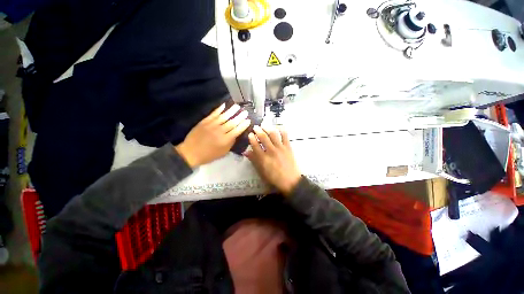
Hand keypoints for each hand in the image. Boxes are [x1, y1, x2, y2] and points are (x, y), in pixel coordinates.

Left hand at [175, 103, 250, 167]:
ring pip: (224, 116)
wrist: (190, 152)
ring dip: (231, 111)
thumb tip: (236, 134)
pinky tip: (224, 105)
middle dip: (240, 117)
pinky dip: (219, 109)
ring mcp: (211, 125)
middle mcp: (220, 131)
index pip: (237, 130)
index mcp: (225, 140)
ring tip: (237, 106)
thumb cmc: (209, 155)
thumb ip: (231, 143)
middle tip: (245, 111)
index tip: (248, 120)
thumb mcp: (223, 152)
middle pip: (232, 122)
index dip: (243, 125)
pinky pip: (213, 114)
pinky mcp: (204, 121)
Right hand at [245, 125, 300, 195]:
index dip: (251, 138)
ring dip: (267, 128)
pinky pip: (285, 135)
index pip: (255, 145)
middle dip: (258, 130)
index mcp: (263, 158)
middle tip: (256, 127)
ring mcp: (280, 148)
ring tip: (264, 126)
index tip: (250, 134)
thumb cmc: (274, 177)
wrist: (291, 181)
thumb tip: (246, 152)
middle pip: (263, 137)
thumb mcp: (261, 171)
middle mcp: (271, 151)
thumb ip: (254, 160)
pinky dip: (281, 129)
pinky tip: (278, 127)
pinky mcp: (288, 147)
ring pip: (273, 134)